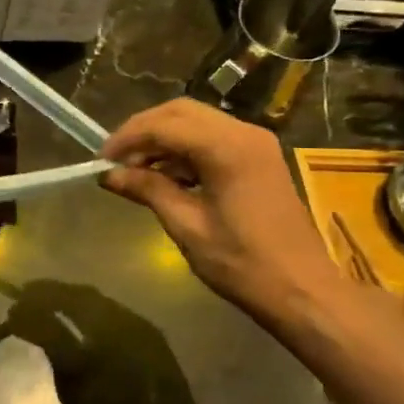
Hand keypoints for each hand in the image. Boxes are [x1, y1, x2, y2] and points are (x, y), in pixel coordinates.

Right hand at [102, 98, 346, 330]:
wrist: (303, 291)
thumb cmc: (242, 263)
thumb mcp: (187, 226)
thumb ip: (148, 190)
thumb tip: (110, 175)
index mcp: (227, 148)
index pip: (164, 125)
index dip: (127, 139)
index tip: (101, 161)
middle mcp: (243, 133)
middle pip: (180, 112)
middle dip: (143, 131)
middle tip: (115, 160)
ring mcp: (255, 143)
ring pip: (196, 122)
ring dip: (163, 139)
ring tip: (135, 172)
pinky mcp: (259, 157)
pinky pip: (212, 138)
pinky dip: (184, 150)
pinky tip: (165, 176)